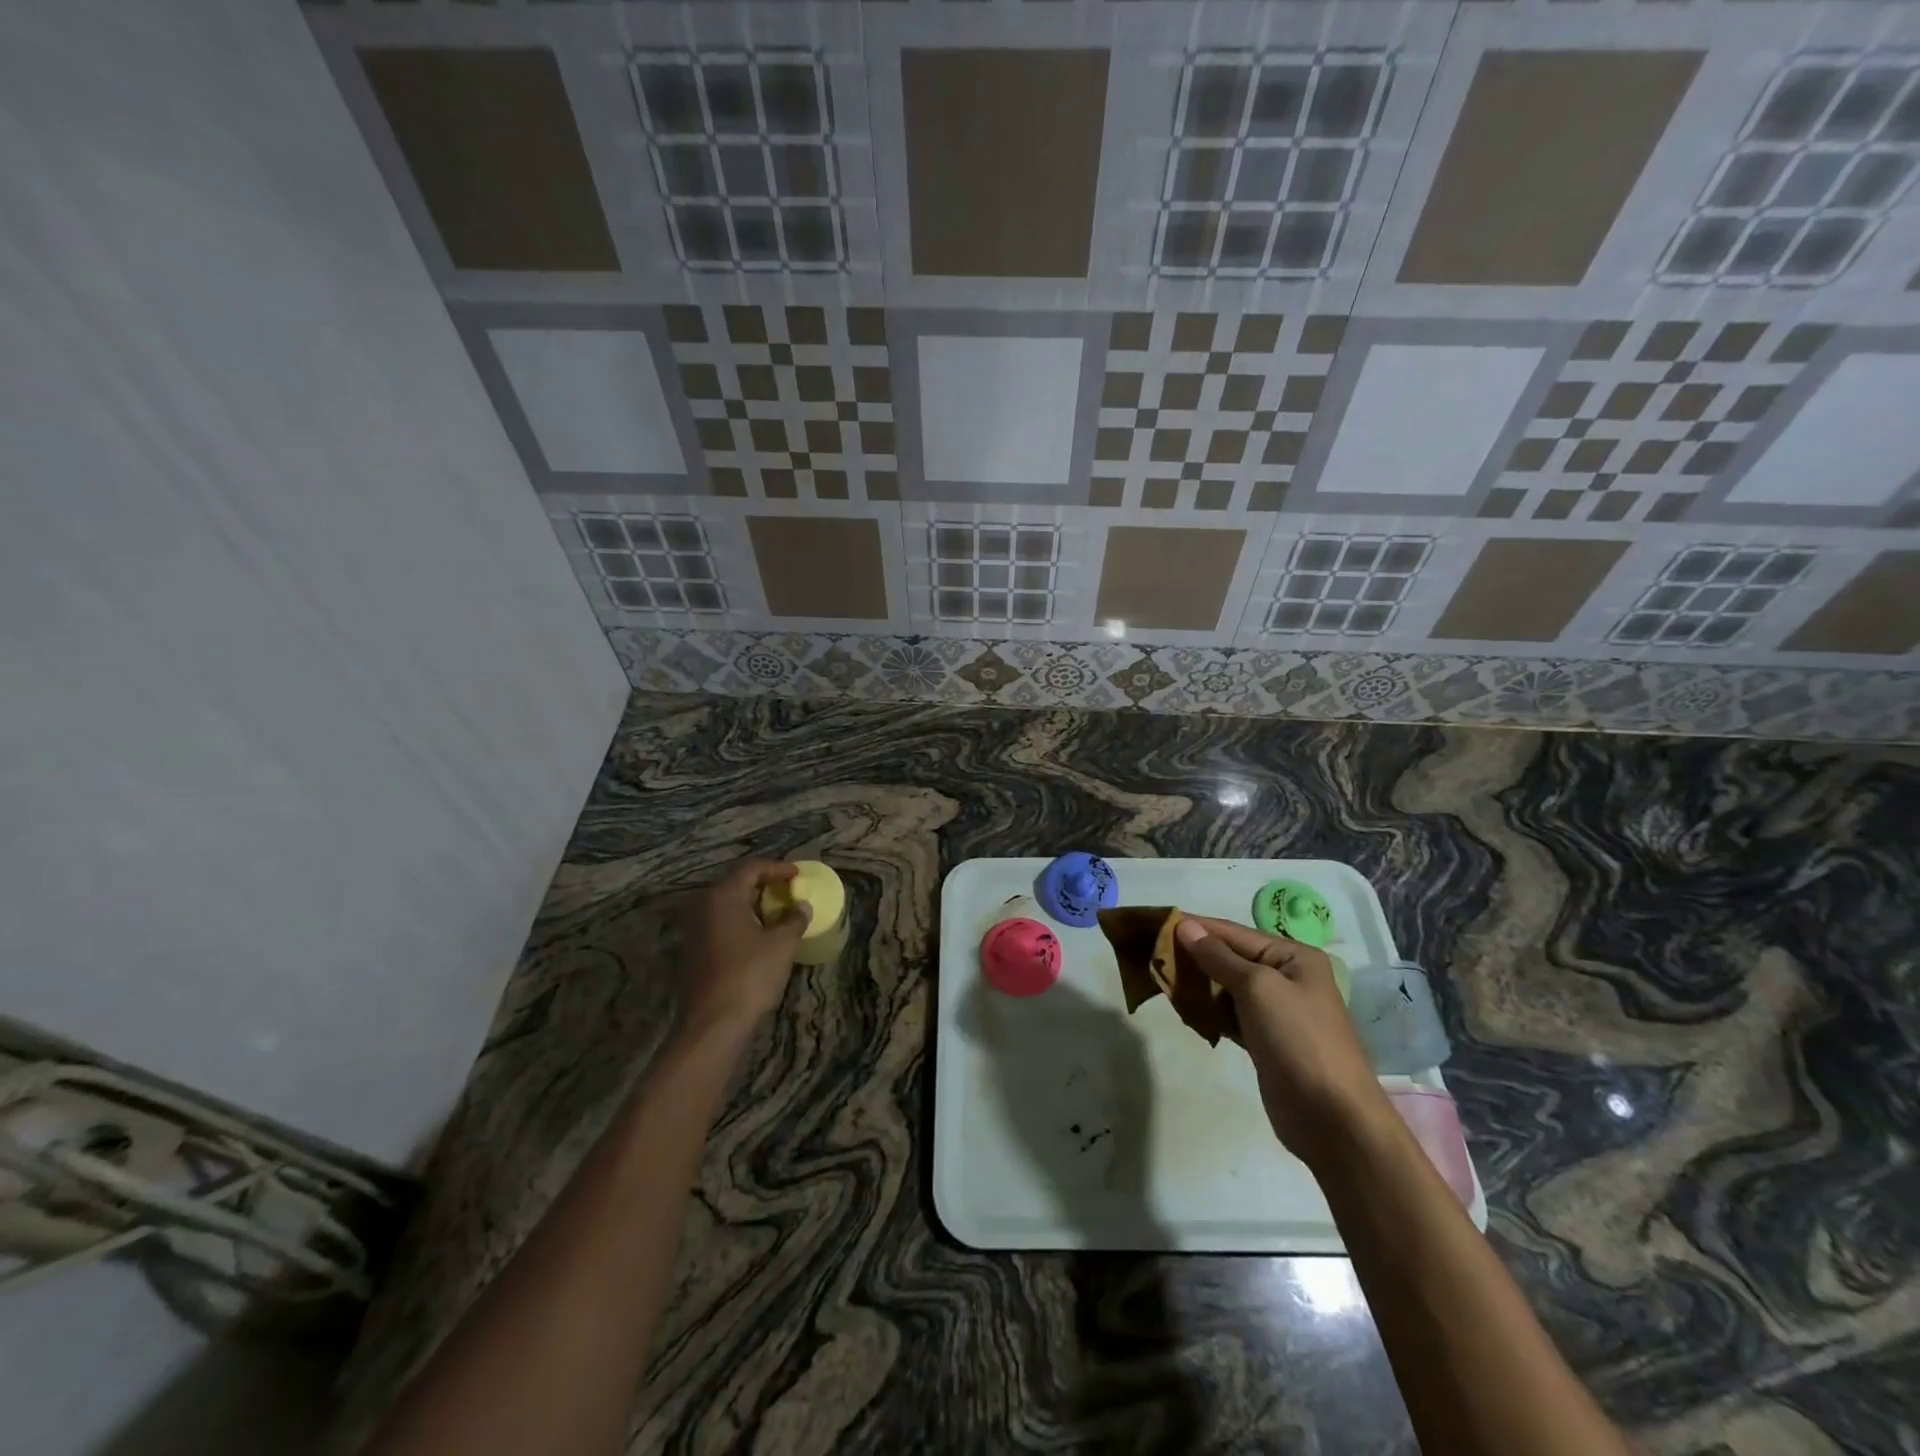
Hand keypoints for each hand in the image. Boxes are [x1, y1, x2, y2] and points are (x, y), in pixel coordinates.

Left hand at [678, 859, 810, 1039]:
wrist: (711, 1024)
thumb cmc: (749, 975)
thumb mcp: (781, 944)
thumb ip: (794, 918)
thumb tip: (801, 906)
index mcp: (722, 896)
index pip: (752, 868)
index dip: (778, 868)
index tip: (798, 875)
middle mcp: (702, 905)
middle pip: (736, 883)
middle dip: (764, 884)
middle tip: (789, 890)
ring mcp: (693, 928)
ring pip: (726, 904)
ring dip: (752, 904)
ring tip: (778, 912)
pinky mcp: (691, 950)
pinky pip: (719, 923)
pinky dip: (740, 921)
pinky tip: (758, 934)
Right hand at [1174, 917, 1392, 1168]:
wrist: (1331, 1117)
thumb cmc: (1298, 1039)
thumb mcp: (1257, 987)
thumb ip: (1219, 957)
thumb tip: (1185, 926)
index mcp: (1294, 957)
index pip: (1235, 933)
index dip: (1198, 927)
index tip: (1159, 921)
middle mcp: (1287, 978)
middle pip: (1230, 958)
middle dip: (1194, 955)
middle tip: (1152, 951)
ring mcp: (1276, 1012)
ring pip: (1227, 987)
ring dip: (1198, 983)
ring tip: (1160, 976)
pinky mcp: (1264, 1041)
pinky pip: (1229, 1014)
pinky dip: (1207, 1010)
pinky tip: (1184, 1007)